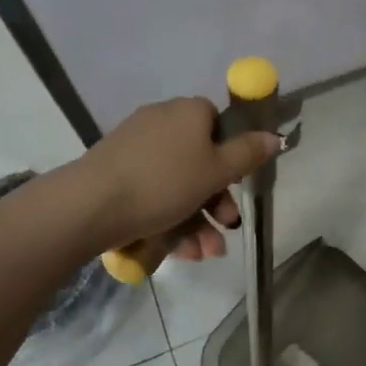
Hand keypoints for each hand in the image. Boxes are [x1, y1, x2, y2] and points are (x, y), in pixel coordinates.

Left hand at [76, 96, 279, 257]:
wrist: (90, 205)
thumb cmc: (164, 182)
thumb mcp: (217, 171)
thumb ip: (249, 153)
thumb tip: (274, 136)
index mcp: (189, 112)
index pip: (219, 124)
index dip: (231, 156)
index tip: (236, 186)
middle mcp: (162, 121)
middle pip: (200, 159)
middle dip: (216, 202)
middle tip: (225, 229)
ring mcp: (135, 146)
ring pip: (178, 183)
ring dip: (196, 219)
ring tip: (202, 254)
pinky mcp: (115, 171)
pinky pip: (152, 191)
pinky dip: (168, 217)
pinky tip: (177, 250)